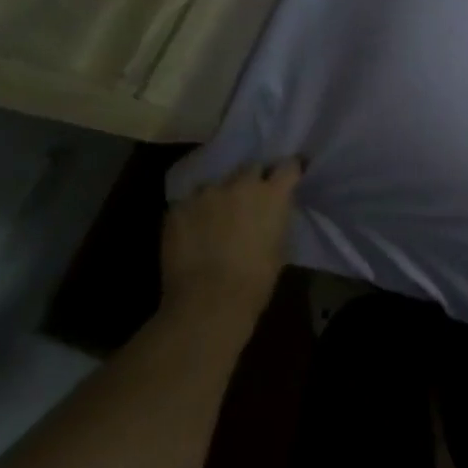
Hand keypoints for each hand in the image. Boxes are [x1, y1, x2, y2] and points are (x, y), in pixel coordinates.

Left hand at [160, 159, 304, 327]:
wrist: (208, 301)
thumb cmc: (255, 280)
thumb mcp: (280, 247)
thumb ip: (276, 220)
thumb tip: (271, 213)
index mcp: (272, 195)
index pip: (288, 166)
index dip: (290, 170)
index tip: (289, 177)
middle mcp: (239, 184)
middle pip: (251, 167)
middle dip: (253, 178)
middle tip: (251, 197)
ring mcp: (205, 193)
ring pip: (216, 184)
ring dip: (220, 195)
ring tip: (216, 215)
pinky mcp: (177, 208)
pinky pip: (189, 202)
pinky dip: (194, 212)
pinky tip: (193, 231)